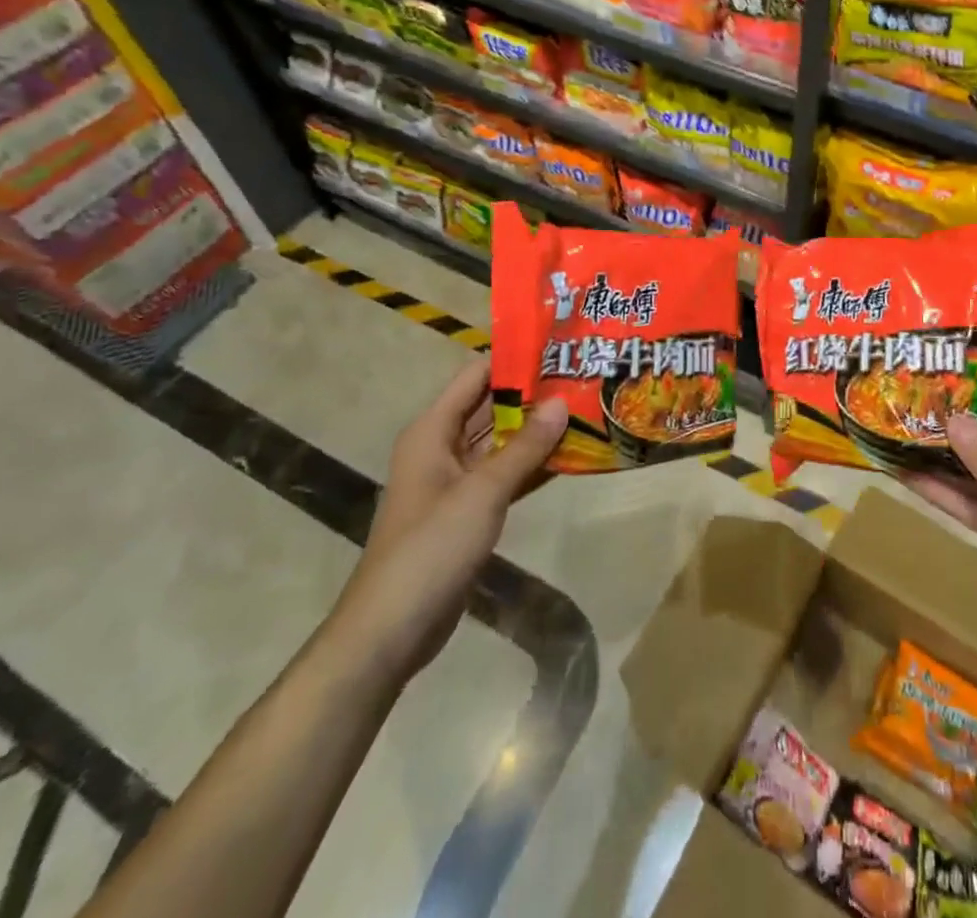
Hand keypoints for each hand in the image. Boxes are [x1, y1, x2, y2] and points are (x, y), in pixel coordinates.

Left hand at [325, 359, 567, 687]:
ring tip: (585, 408)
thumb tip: (561, 401)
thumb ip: (524, 448)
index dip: (513, 359)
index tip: (558, 346)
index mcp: (432, 431)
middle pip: (491, 407)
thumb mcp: (482, 492)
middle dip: (533, 393)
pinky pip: (504, 475)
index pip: (476, 376)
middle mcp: (442, 448)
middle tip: (582, 375)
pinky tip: (569, 457)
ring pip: (501, 442)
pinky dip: (531, 466)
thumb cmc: (431, 548)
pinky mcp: (468, 511)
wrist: (391, 630)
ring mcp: (455, 481)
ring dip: (536, 430)